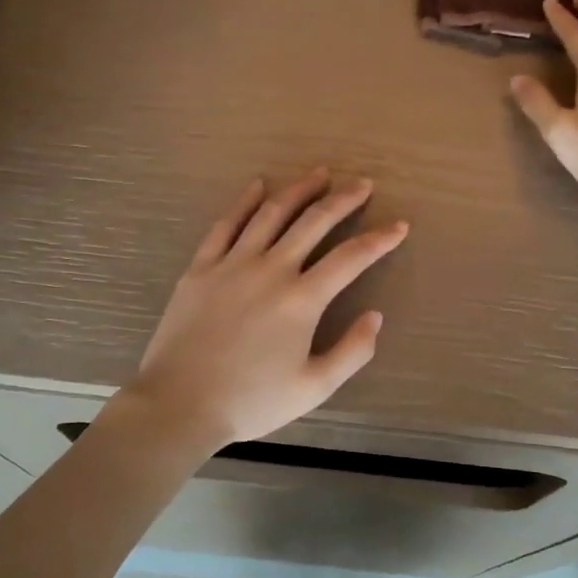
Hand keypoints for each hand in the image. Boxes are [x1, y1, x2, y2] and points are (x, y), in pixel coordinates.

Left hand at [122, 169, 407, 449]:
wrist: (179, 404)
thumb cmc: (251, 401)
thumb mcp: (314, 388)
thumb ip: (352, 351)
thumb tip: (375, 316)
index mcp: (301, 299)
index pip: (351, 258)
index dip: (379, 240)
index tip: (399, 226)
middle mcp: (270, 270)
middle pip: (313, 222)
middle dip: (343, 199)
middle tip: (362, 184)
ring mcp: (232, 264)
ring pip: (271, 214)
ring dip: (298, 190)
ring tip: (319, 174)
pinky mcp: (201, 268)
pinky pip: (225, 225)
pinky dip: (244, 202)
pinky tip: (257, 186)